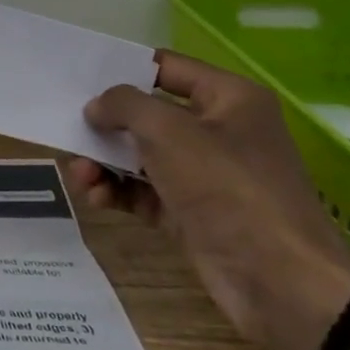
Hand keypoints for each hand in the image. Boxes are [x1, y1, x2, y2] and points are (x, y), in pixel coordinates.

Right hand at [63, 51, 349, 349]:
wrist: (281, 282)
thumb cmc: (227, 187)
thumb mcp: (167, 130)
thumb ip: (123, 105)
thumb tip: (97, 109)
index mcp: (229, 99)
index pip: (165, 67)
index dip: (121, 69)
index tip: (76, 78)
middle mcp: (218, 131)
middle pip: (146, 114)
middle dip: (104, 124)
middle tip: (68, 130)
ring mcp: (205, 175)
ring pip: (139, 155)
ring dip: (103, 162)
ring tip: (80, 175)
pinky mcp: (190, 213)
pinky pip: (142, 191)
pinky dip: (116, 191)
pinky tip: (96, 197)